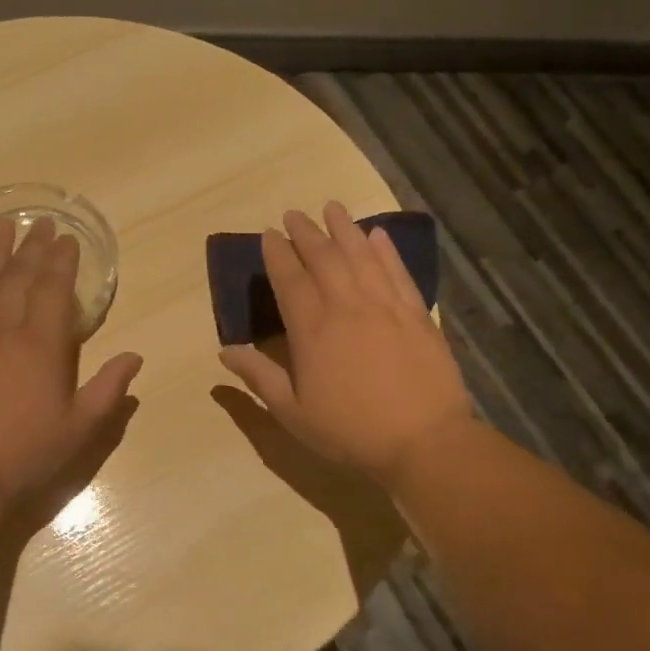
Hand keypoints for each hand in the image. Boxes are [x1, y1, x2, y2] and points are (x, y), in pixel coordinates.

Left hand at [0, 215, 142, 507]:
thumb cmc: (23, 454)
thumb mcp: (78, 429)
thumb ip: (108, 389)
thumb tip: (135, 357)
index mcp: (41, 346)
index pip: (53, 289)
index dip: (61, 260)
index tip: (66, 238)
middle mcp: (2, 329)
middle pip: (18, 275)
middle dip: (31, 245)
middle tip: (39, 222)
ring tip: (1, 224)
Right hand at [219, 202, 469, 485]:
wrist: (424, 442)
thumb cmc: (350, 431)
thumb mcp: (292, 413)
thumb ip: (259, 377)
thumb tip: (225, 350)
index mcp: (312, 330)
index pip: (290, 280)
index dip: (278, 254)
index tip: (270, 234)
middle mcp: (347, 307)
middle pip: (324, 258)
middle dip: (306, 233)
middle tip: (295, 214)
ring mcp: (385, 307)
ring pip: (361, 256)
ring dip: (344, 229)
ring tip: (332, 208)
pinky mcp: (417, 315)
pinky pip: (398, 273)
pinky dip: (386, 251)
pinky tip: (378, 235)